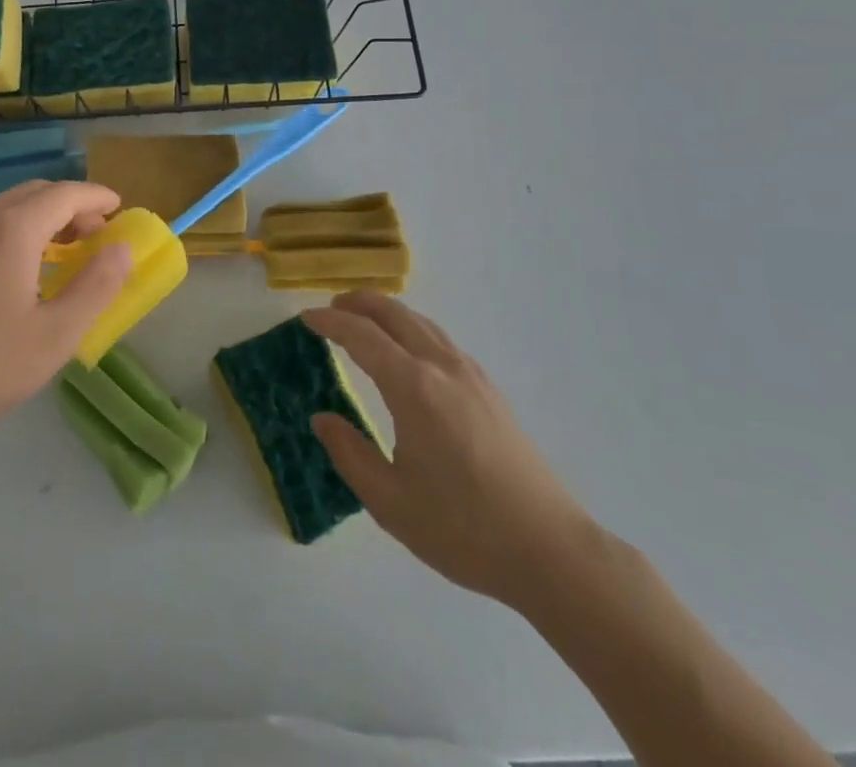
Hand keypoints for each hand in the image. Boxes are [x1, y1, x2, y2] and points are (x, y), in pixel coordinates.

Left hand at [0, 180, 131, 453]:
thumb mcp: (56, 334)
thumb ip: (96, 287)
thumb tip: (121, 249)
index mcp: (12, 230)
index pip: (64, 194)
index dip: (95, 197)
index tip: (119, 207)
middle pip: (35, 193)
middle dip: (70, 205)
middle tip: (96, 236)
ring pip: (7, 208)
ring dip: (42, 218)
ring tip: (63, 253)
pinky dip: (16, 231)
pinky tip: (20, 271)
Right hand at [303, 291, 597, 611]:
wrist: (550, 551)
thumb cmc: (463, 530)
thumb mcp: (390, 502)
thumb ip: (349, 454)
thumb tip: (322, 419)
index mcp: (413, 387)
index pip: (362, 336)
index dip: (330, 323)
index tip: (305, 319)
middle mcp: (442, 367)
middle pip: (394, 314)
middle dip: (358, 304)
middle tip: (330, 309)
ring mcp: (471, 376)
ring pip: (421, 323)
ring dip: (387, 313)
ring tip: (363, 322)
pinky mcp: (490, 391)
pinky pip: (441, 340)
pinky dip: (412, 329)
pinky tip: (409, 352)